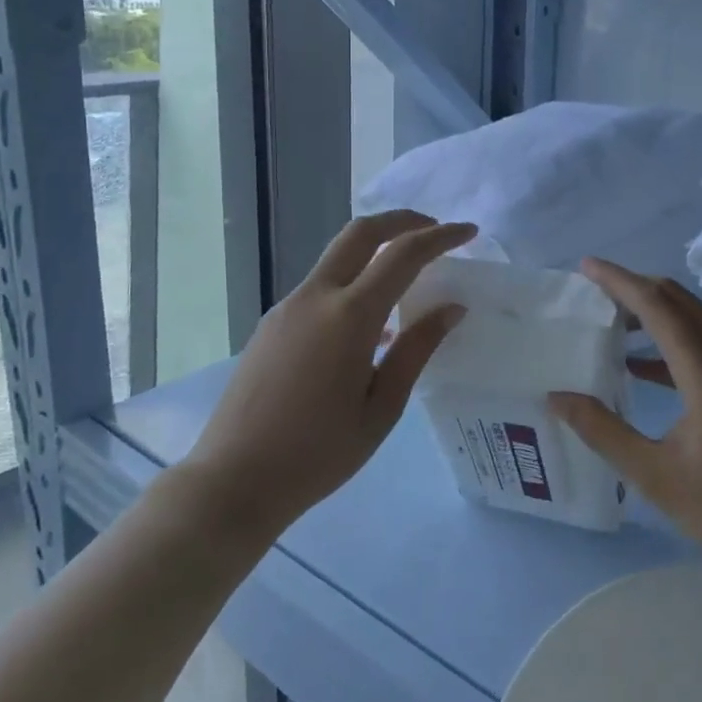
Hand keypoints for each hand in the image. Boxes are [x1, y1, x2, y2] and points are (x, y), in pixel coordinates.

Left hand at [186, 211, 474, 543]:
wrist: (232, 481)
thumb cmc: (318, 454)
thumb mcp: (381, 408)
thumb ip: (416, 350)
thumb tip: (451, 308)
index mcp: (349, 317)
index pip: (402, 255)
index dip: (440, 237)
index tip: (468, 231)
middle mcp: (315, 297)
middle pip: (360, 232)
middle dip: (402, 220)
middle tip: (434, 231)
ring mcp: (287, 307)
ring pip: (337, 256)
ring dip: (375, 250)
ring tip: (407, 278)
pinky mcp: (271, 323)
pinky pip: (320, 286)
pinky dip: (352, 282)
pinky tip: (368, 326)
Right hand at [549, 258, 701, 572]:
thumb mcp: (657, 477)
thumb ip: (604, 432)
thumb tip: (558, 397)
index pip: (655, 304)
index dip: (618, 280)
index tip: (585, 266)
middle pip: (677, 300)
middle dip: (634, 288)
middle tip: (593, 294)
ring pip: (696, 318)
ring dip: (654, 312)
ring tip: (613, 325)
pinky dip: (674, 339)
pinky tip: (646, 368)